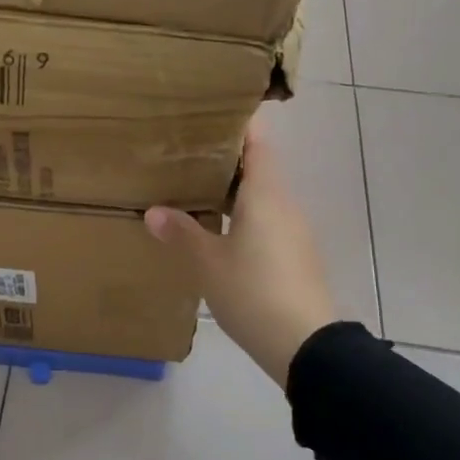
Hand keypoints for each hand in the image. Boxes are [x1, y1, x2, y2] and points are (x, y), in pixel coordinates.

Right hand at [145, 118, 336, 386]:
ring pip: (261, 197)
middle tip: (186, 152)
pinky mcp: (295, 256)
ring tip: (194, 189)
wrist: (306, 345)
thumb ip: (181, 233)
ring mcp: (293, 231)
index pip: (257, 143)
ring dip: (233, 190)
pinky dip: (242, 216)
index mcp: (265, 195)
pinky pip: (266, 221)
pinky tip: (217, 230)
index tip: (210, 114)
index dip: (238, 124)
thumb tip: (154, 211)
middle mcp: (284, 204)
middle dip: (225, 159)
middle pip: (258, 168)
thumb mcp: (208, 263)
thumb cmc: (254, 292)